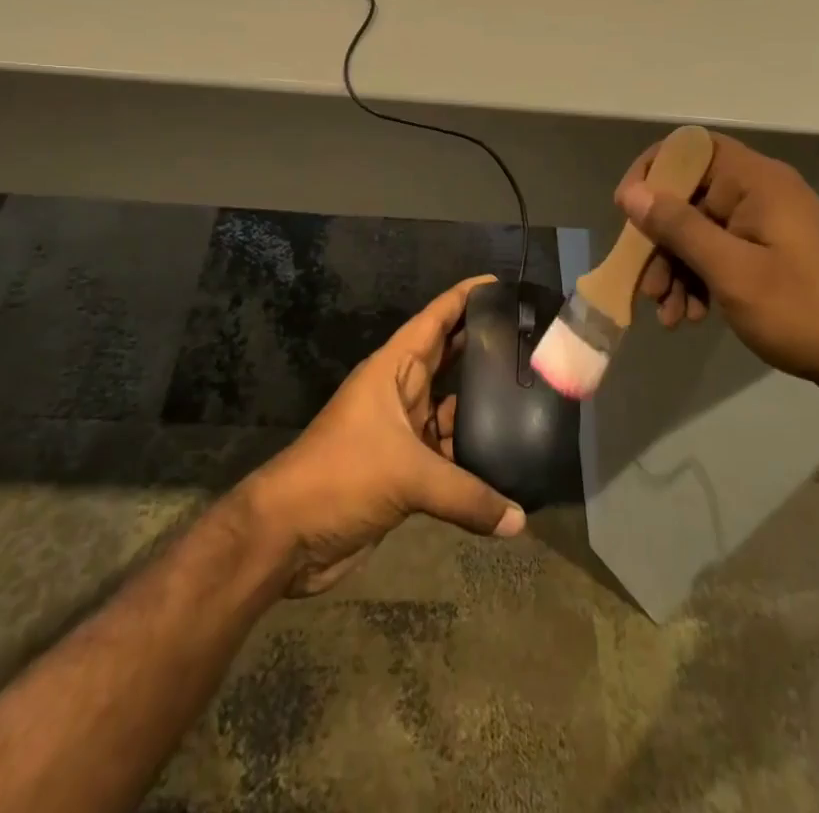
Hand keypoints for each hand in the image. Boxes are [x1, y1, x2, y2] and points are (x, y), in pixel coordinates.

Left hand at [241, 274, 525, 595]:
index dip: (464, 297)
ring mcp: (403, 431)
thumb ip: (466, 494)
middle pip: (448, 357)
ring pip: (450, 407)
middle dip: (482, 344)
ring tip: (529, 393)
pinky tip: (507, 456)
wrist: (289, 535)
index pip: (434, 319)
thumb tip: (520, 520)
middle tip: (528, 337)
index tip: (501, 283)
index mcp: (393, 370)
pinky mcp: (405, 469)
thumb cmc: (342, 475)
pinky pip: (447, 450)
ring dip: (481, 402)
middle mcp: (401, 392)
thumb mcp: (405, 476)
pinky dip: (472, 453)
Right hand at [616, 133, 818, 395]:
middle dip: (660, 241)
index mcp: (755, 181)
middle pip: (689, 196)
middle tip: (646, 286)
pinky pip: (721, 251)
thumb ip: (678, 227)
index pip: (690, 149)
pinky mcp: (770, 251)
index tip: (628, 213)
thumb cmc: (803, 310)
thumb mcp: (731, 271)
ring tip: (670, 316)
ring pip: (700, 229)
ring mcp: (766, 223)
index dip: (652, 172)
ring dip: (677, 268)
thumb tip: (632, 193)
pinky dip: (700, 279)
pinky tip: (692, 316)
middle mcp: (759, 192)